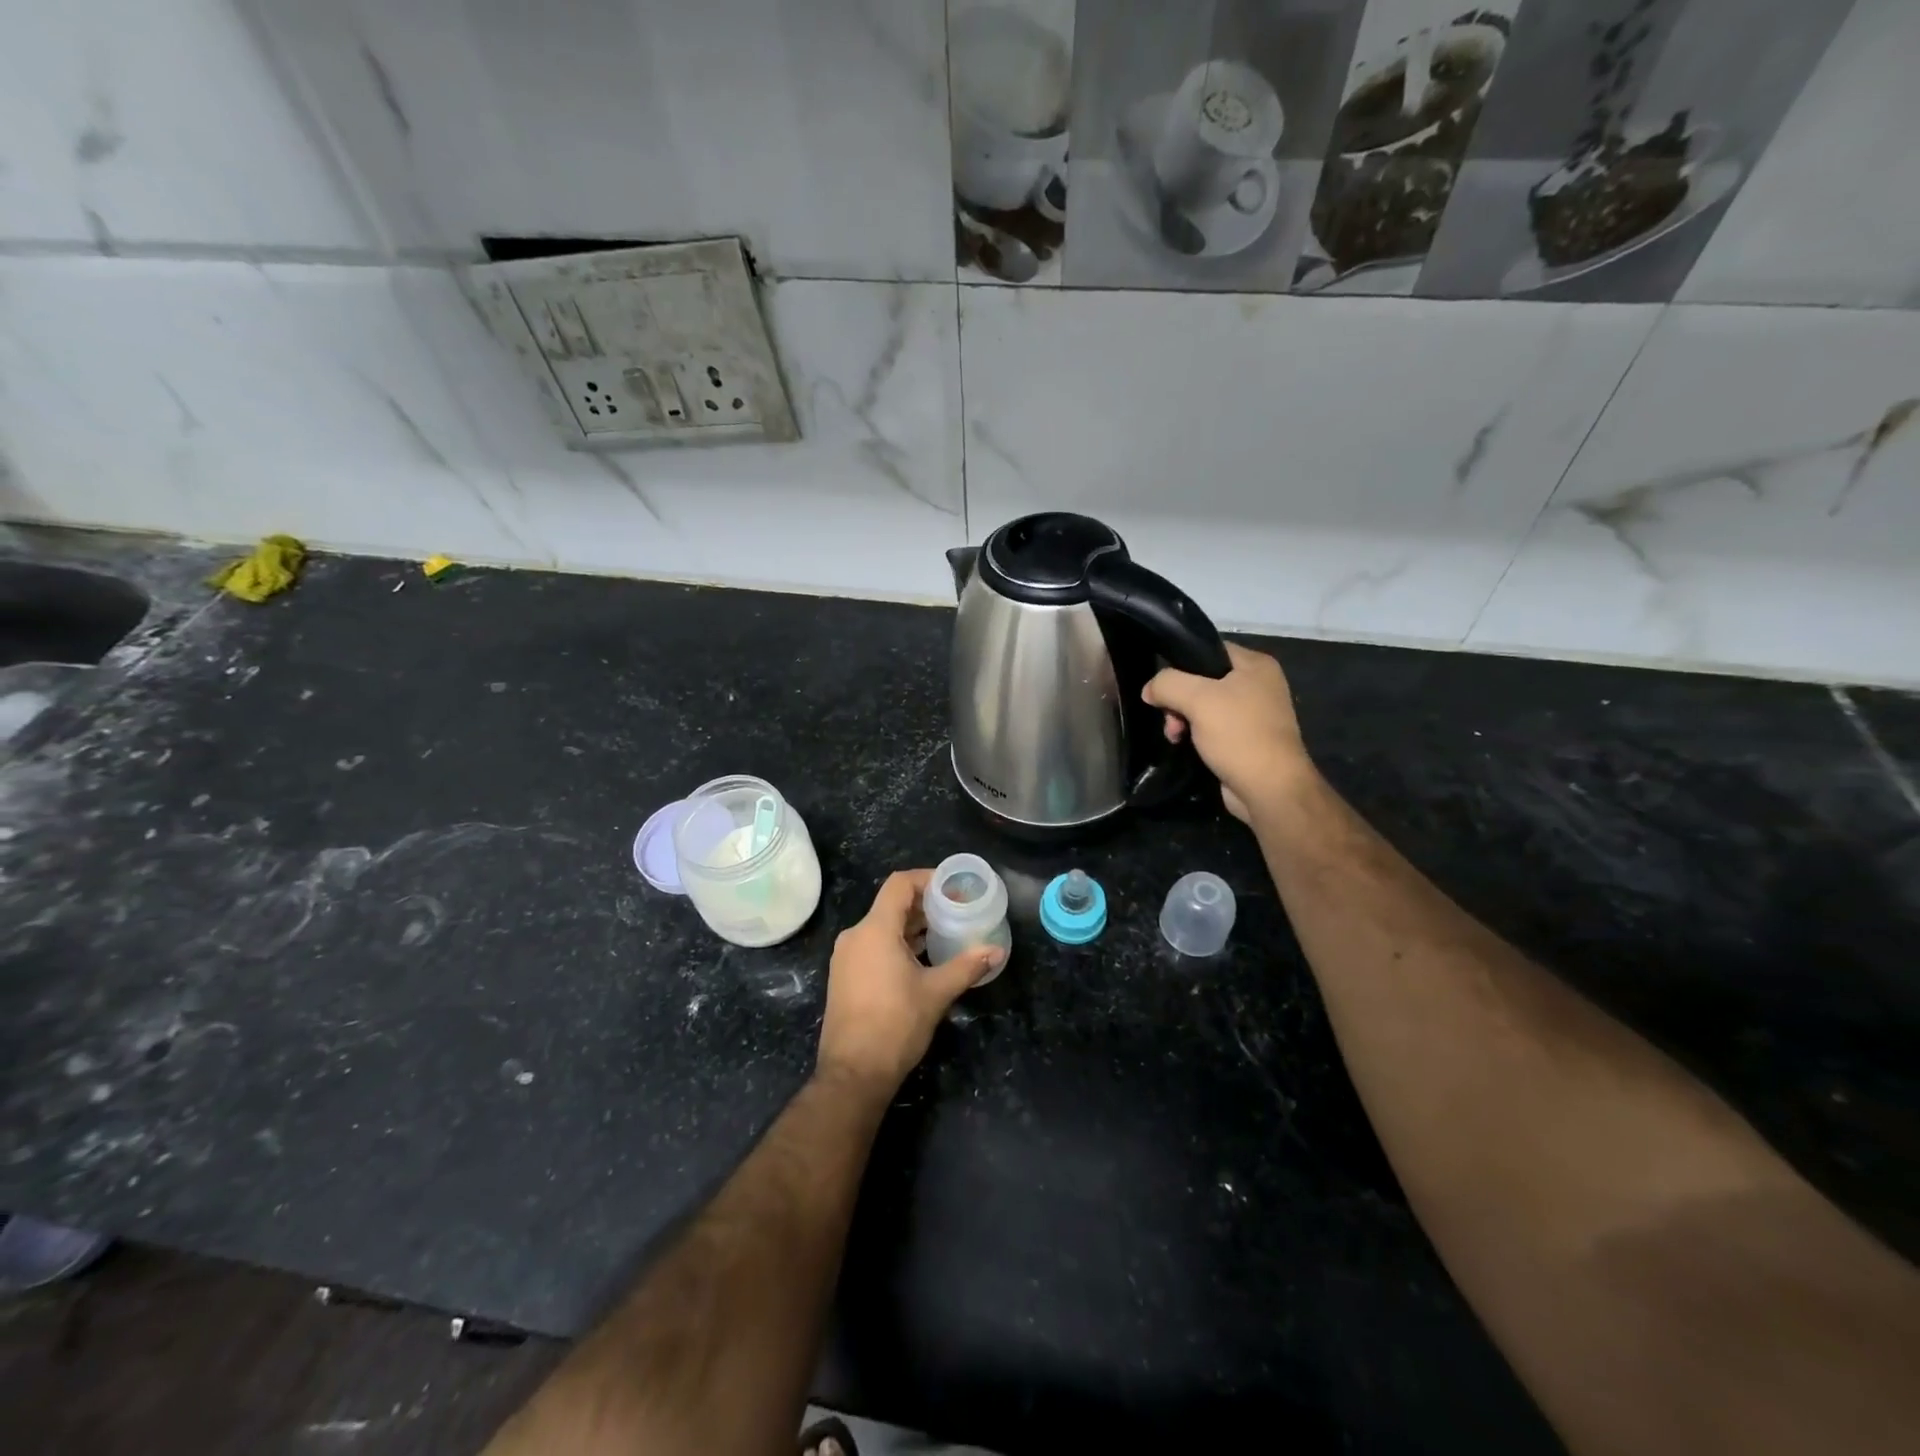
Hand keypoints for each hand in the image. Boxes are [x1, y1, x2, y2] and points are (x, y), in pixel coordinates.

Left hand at [817, 870, 1003, 1094]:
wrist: (853, 1073)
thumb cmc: (895, 1025)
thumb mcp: (937, 993)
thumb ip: (967, 966)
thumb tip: (996, 951)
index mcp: (874, 930)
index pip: (899, 884)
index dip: (927, 878)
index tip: (953, 887)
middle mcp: (855, 936)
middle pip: (891, 904)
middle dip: (924, 905)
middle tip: (956, 911)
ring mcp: (846, 957)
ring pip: (881, 926)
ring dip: (911, 926)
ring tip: (944, 933)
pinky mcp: (844, 976)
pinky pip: (872, 945)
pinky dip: (897, 943)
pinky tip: (921, 959)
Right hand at [1143, 642, 1312, 823]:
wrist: (1269, 789)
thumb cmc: (1238, 734)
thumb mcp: (1198, 699)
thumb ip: (1168, 684)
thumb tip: (1149, 690)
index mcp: (1255, 665)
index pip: (1208, 649)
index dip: (1180, 663)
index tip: (1161, 684)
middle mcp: (1258, 685)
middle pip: (1202, 680)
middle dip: (1178, 699)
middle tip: (1169, 719)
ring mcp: (1253, 714)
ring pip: (1203, 705)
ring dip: (1181, 719)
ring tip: (1174, 736)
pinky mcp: (1245, 739)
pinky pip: (1211, 727)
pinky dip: (1194, 734)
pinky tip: (1183, 745)